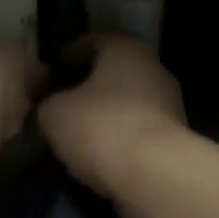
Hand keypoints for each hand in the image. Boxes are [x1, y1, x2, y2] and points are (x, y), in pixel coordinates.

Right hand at [38, 35, 186, 211]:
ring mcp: (169, 102)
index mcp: (125, 47)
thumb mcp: (53, 113)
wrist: (155, 177)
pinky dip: (117, 138)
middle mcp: (152, 66)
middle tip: (56, 106)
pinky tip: (96, 155)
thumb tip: (50, 106)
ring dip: (101, 115)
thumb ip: (47, 102)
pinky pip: (136, 130)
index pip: (89, 40)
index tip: (44, 78)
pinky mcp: (174, 138)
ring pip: (125, 102)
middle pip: (110, 72)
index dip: (64, 57)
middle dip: (83, 88)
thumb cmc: (101, 127)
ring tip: (73, 136)